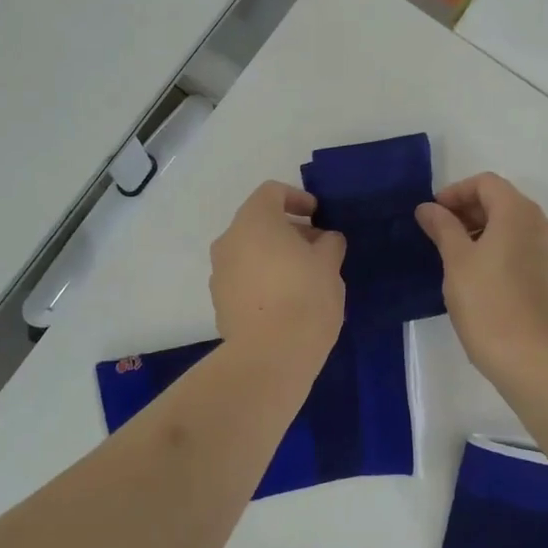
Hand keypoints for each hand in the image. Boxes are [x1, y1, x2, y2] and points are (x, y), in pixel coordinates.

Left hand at [209, 182, 346, 357]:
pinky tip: (285, 302)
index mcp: (254, 221)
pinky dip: (262, 280)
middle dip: (289, 231)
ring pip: (249, 252)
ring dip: (274, 257)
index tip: (318, 216)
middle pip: (259, 223)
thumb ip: (329, 243)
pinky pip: (242, 279)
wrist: (270, 355)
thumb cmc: (305, 296)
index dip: (297, 198)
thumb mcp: (329, 264)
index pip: (272, 192)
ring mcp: (219, 272)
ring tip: (304, 278)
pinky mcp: (219, 302)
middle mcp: (229, 240)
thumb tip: (325, 240)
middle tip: (318, 249)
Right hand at [415, 172, 547, 385]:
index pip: (486, 183)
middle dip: (468, 210)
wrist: (530, 357)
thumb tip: (428, 208)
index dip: (455, 192)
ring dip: (483, 229)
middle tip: (438, 233)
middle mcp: (542, 223)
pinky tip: (478, 272)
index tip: (432, 214)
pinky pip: (523, 246)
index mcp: (518, 212)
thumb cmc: (487, 302)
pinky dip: (499, 247)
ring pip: (513, 225)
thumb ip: (442, 227)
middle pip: (502, 200)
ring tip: (454, 254)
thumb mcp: (456, 261)